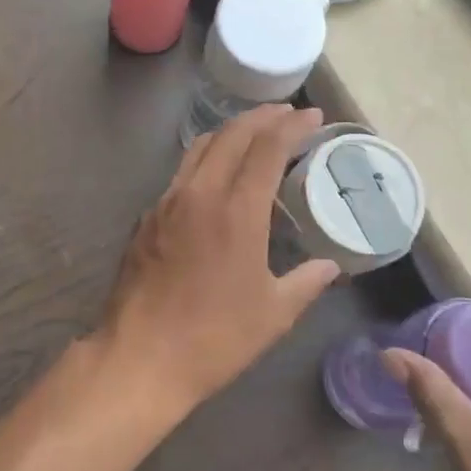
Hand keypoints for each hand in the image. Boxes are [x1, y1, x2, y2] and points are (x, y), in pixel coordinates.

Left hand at [97, 105, 339, 424]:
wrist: (140, 357)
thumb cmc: (214, 338)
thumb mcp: (273, 314)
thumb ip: (306, 283)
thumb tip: (330, 266)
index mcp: (236, 211)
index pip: (267, 148)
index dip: (292, 126)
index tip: (312, 115)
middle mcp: (200, 193)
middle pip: (231, 134)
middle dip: (261, 116)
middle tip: (286, 113)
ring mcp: (167, 202)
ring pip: (200, 147)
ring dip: (230, 131)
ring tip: (253, 133)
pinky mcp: (147, 217)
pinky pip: (181, 173)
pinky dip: (205, 158)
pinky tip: (216, 176)